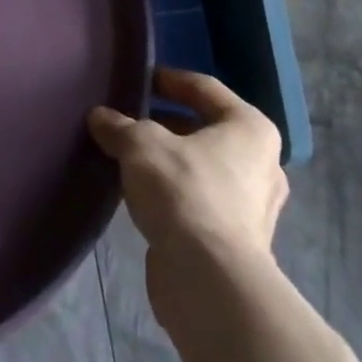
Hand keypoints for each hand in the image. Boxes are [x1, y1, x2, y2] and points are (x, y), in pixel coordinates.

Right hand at [88, 67, 289, 326]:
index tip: (139, 80)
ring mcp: (254, 206)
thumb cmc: (184, 191)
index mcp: (250, 128)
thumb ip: (119, 126)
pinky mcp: (239, 242)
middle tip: (129, 120)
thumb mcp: (141, 145)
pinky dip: (175, 193)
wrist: (210, 281)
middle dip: (166, 124)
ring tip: (129, 157)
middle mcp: (262, 163)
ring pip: (203, 167)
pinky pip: (201, 200)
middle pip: (206, 129)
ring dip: (169, 161)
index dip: (169, 80)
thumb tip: (100, 117)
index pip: (205, 88)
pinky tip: (142, 195)